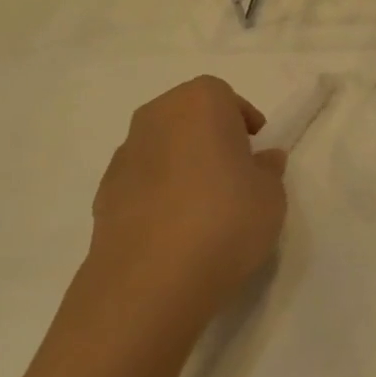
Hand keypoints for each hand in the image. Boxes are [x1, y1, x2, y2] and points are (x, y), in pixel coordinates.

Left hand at [77, 77, 288, 345]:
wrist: (151, 280)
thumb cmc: (225, 220)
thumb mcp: (271, 195)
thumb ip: (268, 170)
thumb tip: (262, 160)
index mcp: (200, 103)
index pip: (223, 96)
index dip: (241, 119)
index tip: (255, 149)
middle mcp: (156, 117)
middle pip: (187, 115)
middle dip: (209, 137)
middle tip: (232, 172)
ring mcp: (124, 155)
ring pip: (161, 147)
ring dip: (181, 164)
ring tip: (203, 207)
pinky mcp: (104, 193)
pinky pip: (142, 181)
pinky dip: (158, 193)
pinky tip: (174, 229)